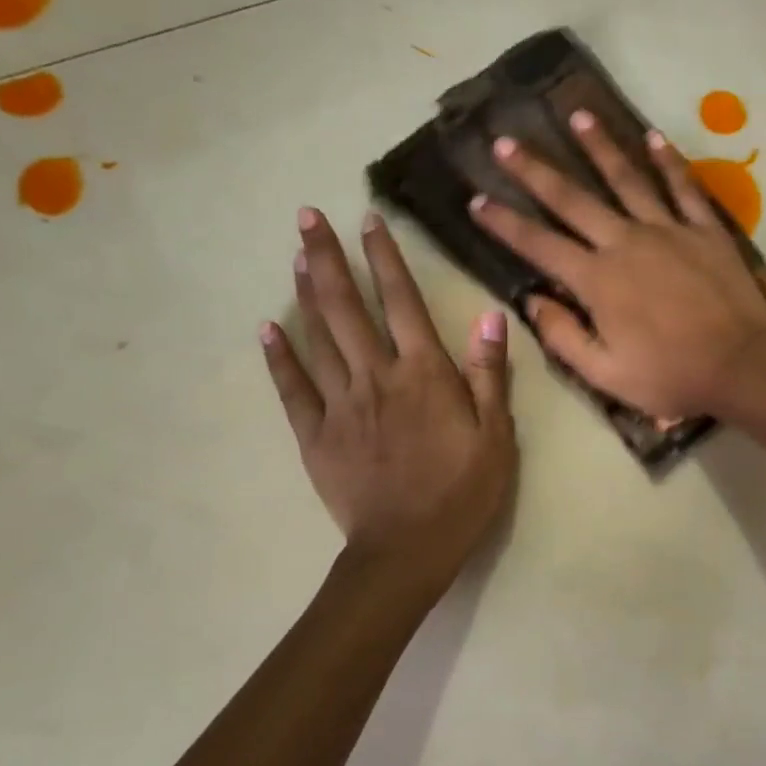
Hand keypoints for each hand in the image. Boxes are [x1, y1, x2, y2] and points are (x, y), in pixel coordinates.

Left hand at [261, 208, 515, 573]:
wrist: (408, 548)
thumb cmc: (463, 492)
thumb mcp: (496, 435)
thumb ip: (489, 375)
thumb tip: (489, 318)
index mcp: (424, 374)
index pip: (402, 302)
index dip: (386, 258)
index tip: (369, 220)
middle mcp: (377, 377)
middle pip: (348, 307)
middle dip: (329, 258)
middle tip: (309, 216)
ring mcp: (341, 404)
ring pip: (318, 337)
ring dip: (307, 293)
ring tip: (297, 256)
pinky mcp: (316, 434)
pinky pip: (293, 388)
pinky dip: (279, 356)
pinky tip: (268, 328)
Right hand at [469, 110, 765, 419]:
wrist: (741, 365)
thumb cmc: (670, 376)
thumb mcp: (605, 373)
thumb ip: (562, 336)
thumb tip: (531, 302)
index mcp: (597, 280)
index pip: (539, 244)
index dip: (504, 223)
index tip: (476, 199)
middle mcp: (626, 243)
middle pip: (573, 199)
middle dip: (535, 170)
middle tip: (506, 141)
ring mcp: (668, 230)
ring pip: (627, 179)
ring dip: (599, 146)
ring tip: (578, 116)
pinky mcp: (705, 230)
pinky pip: (683, 188)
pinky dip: (668, 161)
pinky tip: (653, 137)